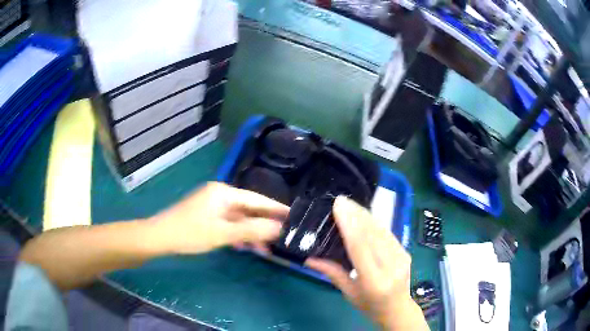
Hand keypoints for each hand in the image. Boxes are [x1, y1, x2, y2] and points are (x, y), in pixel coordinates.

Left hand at [151, 182, 288, 254]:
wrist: (160, 237)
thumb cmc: (190, 233)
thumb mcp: (222, 233)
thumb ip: (251, 230)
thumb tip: (279, 228)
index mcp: (224, 192)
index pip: (257, 199)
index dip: (276, 208)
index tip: (293, 215)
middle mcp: (220, 195)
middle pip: (249, 209)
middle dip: (264, 224)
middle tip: (282, 236)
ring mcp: (213, 205)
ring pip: (239, 218)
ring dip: (251, 232)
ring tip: (266, 248)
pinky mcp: (208, 215)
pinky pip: (229, 223)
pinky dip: (238, 234)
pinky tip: (245, 245)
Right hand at [306, 196, 427, 329]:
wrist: (398, 309)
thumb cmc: (369, 305)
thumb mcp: (348, 293)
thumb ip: (332, 273)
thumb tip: (309, 258)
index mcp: (374, 281)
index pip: (361, 248)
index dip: (349, 224)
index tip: (339, 206)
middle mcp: (391, 266)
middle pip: (373, 234)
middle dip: (356, 214)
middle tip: (341, 200)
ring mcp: (402, 257)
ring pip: (382, 230)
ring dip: (365, 215)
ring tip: (350, 204)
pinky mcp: (406, 251)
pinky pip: (388, 233)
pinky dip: (374, 222)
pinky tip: (364, 215)